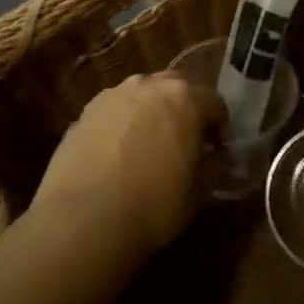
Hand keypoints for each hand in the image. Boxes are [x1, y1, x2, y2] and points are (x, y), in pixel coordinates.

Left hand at [34, 72, 223, 253]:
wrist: (82, 219)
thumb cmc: (153, 204)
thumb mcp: (198, 192)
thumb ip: (215, 166)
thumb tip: (220, 157)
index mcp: (185, 98)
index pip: (214, 102)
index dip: (220, 128)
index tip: (218, 152)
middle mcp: (148, 85)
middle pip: (177, 88)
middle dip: (186, 110)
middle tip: (187, 143)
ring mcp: (112, 96)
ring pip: (142, 96)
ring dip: (152, 113)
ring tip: (150, 147)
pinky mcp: (84, 113)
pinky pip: (115, 112)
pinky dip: (123, 125)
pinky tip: (119, 156)